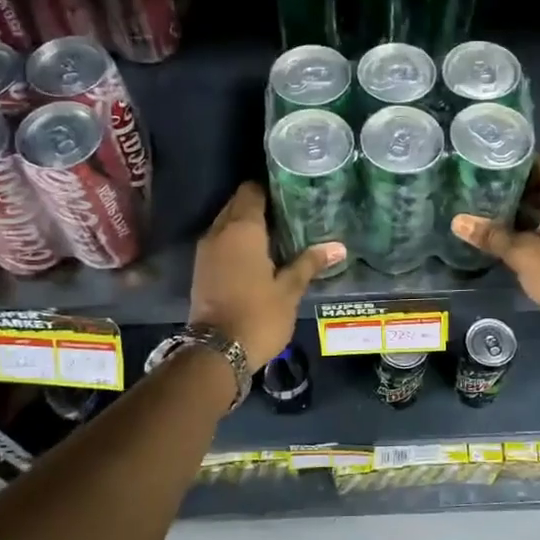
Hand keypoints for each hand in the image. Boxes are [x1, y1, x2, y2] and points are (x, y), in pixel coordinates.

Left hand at [190, 182, 342, 364]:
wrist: (216, 352)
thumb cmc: (258, 315)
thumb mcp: (289, 290)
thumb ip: (310, 263)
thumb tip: (338, 247)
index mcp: (242, 229)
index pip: (252, 190)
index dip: (271, 187)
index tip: (292, 191)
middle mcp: (219, 232)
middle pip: (237, 204)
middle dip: (259, 203)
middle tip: (290, 211)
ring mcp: (206, 250)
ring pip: (226, 223)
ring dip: (247, 223)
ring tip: (278, 231)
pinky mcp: (201, 268)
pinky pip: (220, 241)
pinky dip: (236, 240)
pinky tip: (259, 253)